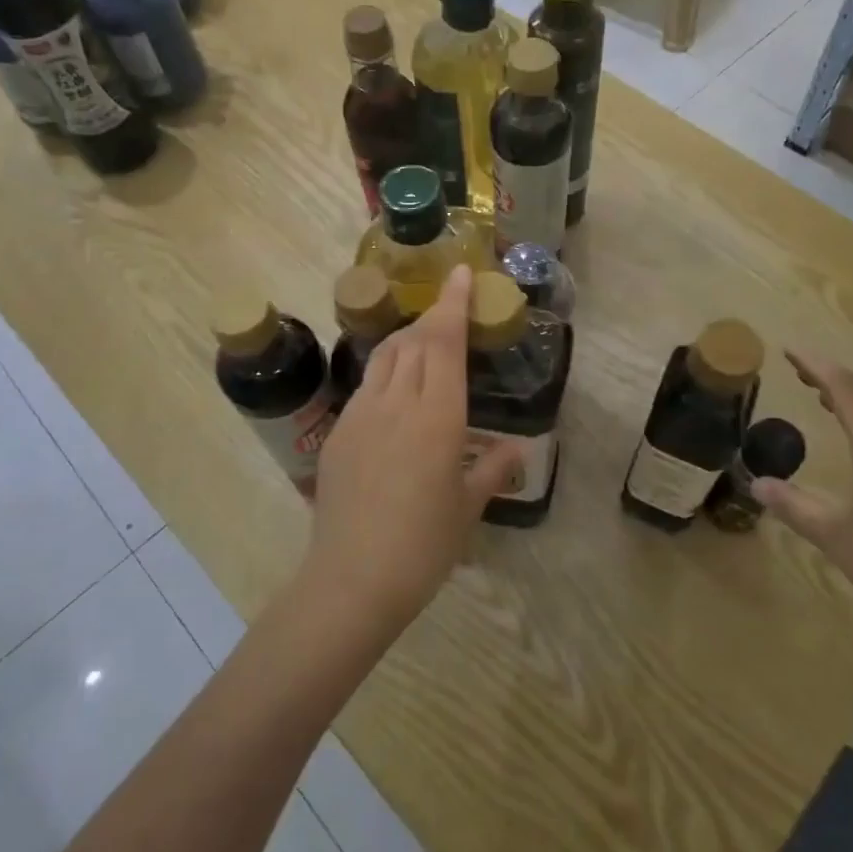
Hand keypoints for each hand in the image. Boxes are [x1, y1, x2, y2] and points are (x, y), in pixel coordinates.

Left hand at [306, 266, 521, 627]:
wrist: (353, 579)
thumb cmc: (423, 545)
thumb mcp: (468, 508)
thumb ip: (493, 470)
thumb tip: (515, 451)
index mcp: (436, 415)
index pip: (443, 341)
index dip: (453, 302)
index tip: (462, 273)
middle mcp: (396, 402)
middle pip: (413, 340)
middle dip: (432, 318)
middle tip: (450, 314)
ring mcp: (360, 414)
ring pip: (384, 356)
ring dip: (406, 339)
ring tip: (422, 342)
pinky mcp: (337, 433)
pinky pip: (366, 386)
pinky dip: (385, 372)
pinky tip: (394, 393)